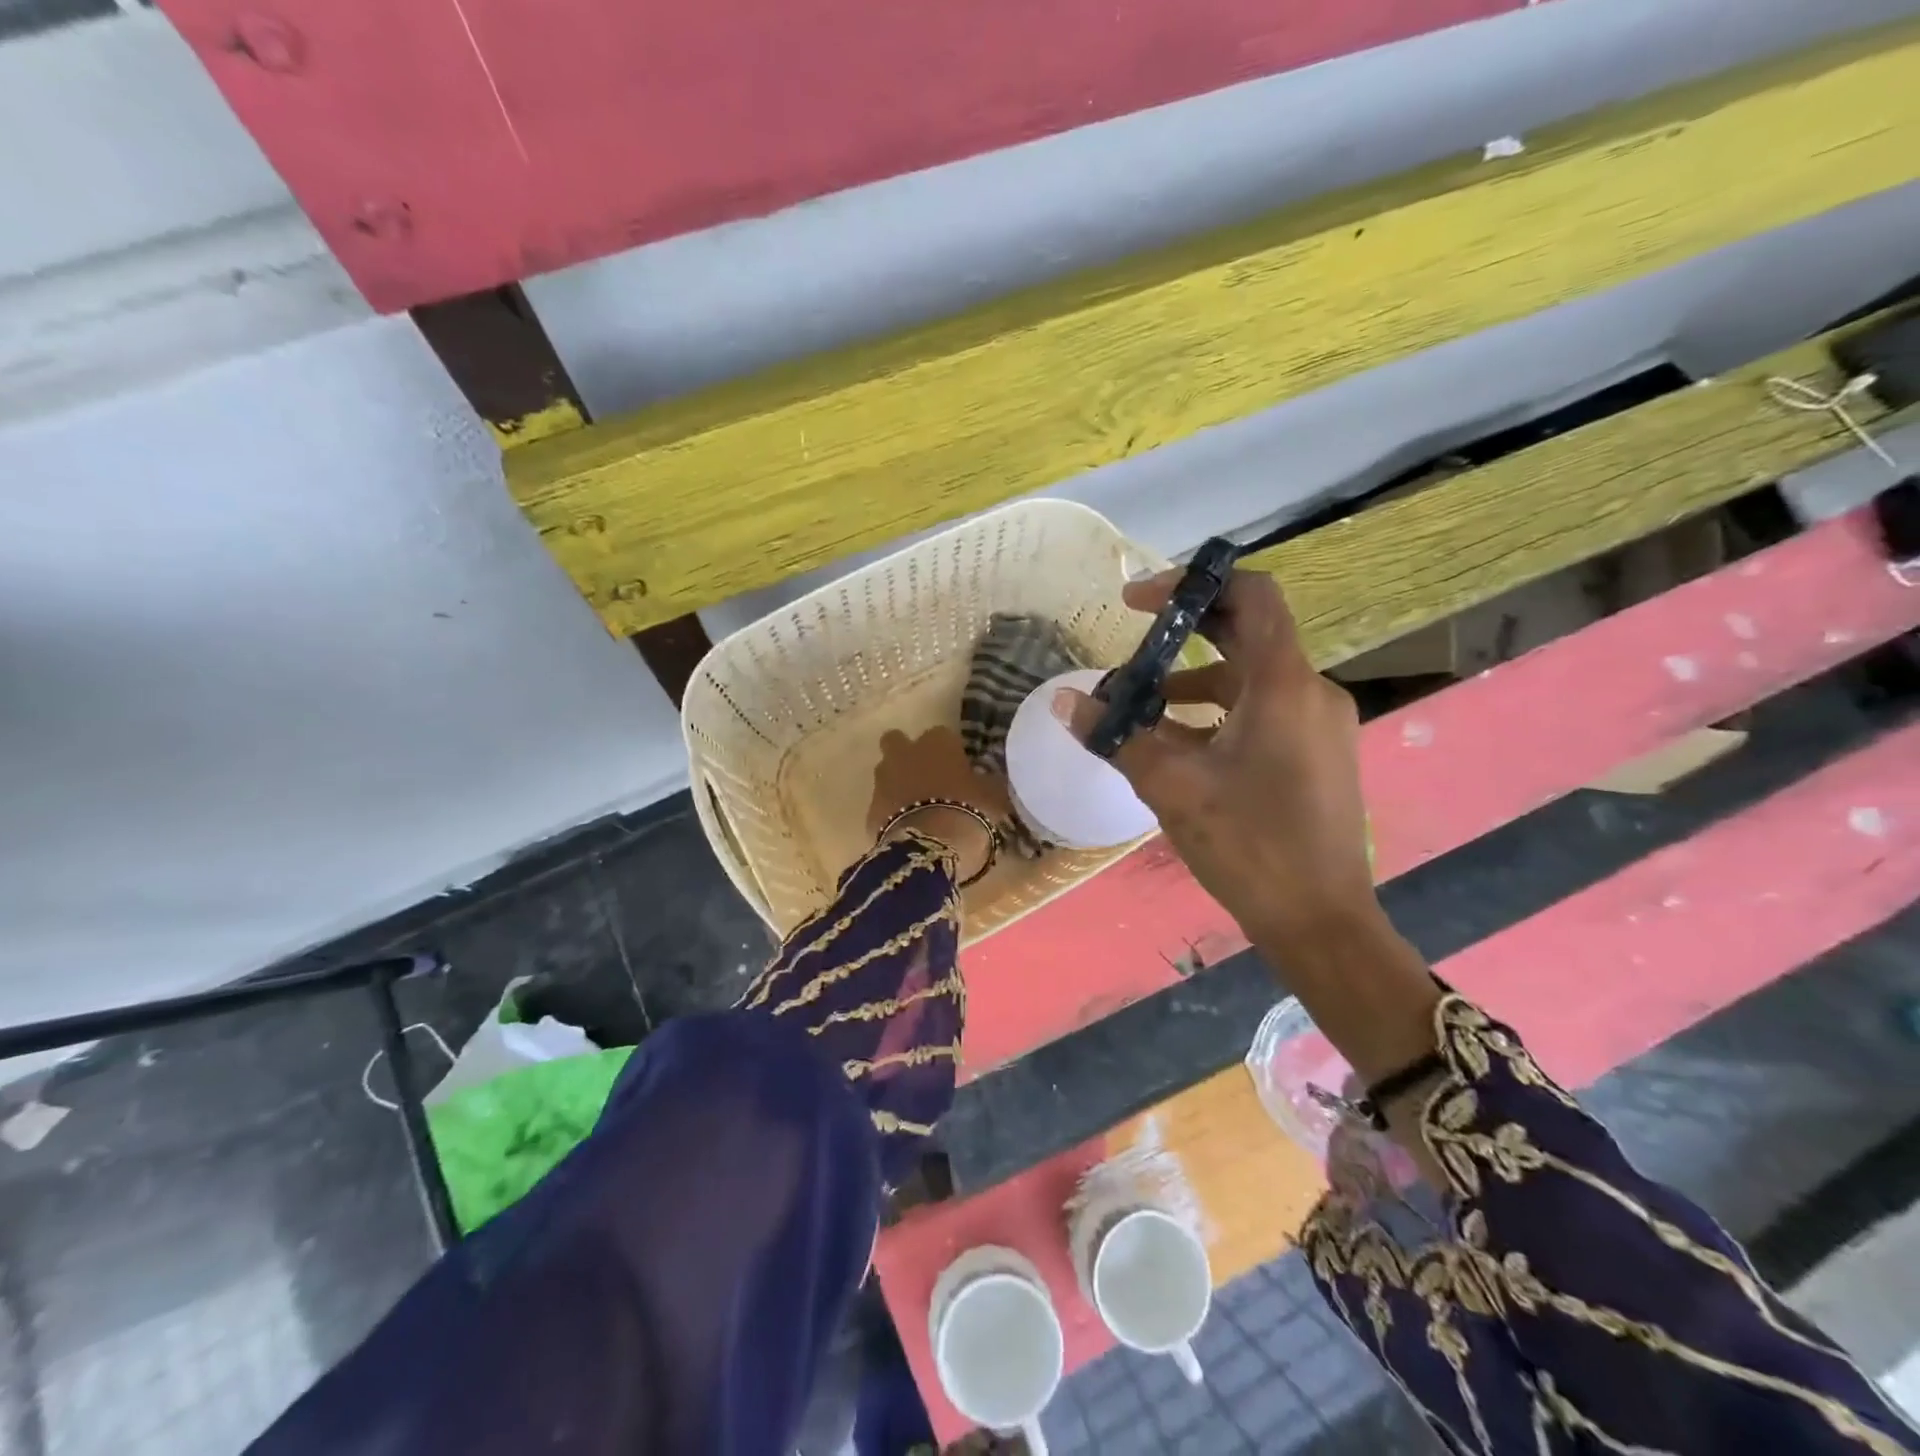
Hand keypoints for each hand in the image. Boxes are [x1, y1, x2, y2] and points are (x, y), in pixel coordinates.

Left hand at [866, 727, 1008, 876]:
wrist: (930, 847)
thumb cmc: (969, 811)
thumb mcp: (993, 795)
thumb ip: (987, 782)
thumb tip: (988, 779)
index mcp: (937, 742)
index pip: (942, 735)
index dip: (949, 751)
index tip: (959, 768)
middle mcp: (905, 753)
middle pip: (898, 742)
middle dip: (907, 754)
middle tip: (926, 776)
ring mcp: (883, 780)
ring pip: (886, 772)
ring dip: (897, 783)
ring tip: (917, 807)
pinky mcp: (870, 809)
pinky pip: (882, 805)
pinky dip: (891, 813)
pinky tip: (907, 829)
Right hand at [1056, 569, 1376, 945]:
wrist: (1321, 923)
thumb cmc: (1250, 846)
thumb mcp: (1172, 787)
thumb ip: (1117, 737)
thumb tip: (1063, 702)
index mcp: (1285, 685)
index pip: (1252, 595)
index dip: (1193, 585)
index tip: (1138, 604)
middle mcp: (1311, 692)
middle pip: (1249, 634)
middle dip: (1186, 633)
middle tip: (1133, 644)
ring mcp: (1319, 725)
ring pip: (1252, 680)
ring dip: (1195, 682)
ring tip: (1141, 708)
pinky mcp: (1317, 755)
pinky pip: (1264, 712)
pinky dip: (1219, 714)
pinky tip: (1179, 747)